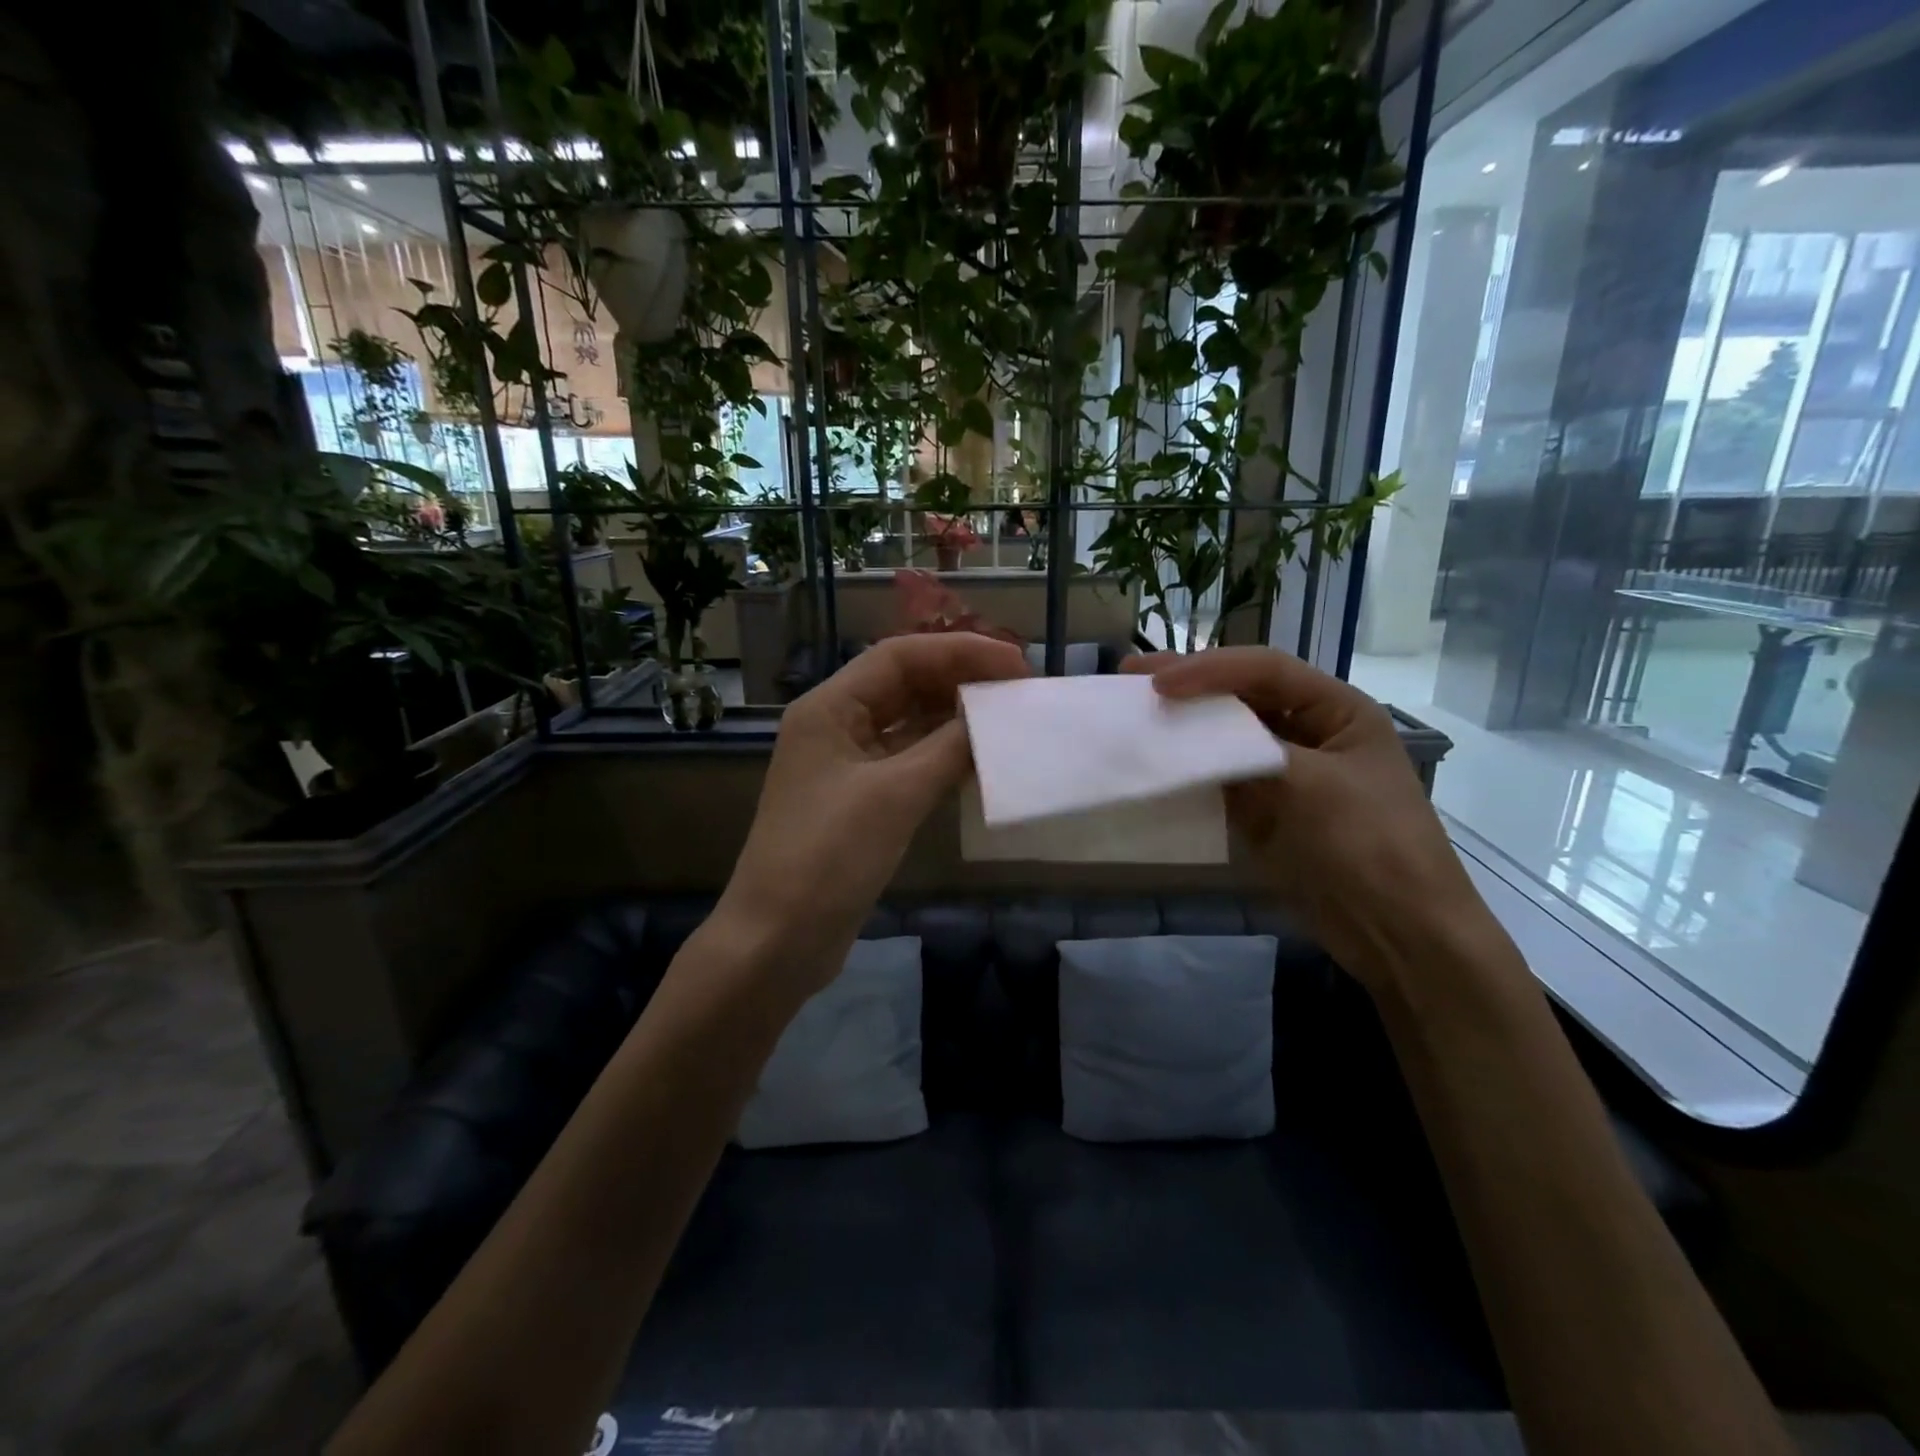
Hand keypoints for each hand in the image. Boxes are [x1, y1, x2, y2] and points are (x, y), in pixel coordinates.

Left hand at [720, 632, 1029, 988]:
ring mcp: (846, 766)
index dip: (959, 652)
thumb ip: (948, 747)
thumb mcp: (894, 795)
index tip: (1015, 665)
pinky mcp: (860, 802)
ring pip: (908, 724)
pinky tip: (980, 761)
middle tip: (1018, 691)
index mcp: (829, 708)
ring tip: (1007, 720)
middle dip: (959, 681)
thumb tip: (993, 718)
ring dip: (954, 719)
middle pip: (904, 685)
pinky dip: (942, 757)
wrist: (778, 942)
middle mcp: (835, 727)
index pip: (899, 657)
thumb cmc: (828, 858)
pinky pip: (908, 762)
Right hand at [1124, 647, 1495, 996]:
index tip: (1156, 685)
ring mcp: (1286, 770)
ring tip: (1136, 713)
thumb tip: (1187, 737)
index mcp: (1337, 710)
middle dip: (1189, 684)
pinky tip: (1159, 762)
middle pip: (1243, 694)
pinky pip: (1222, 776)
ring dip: (1185, 724)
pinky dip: (1191, 767)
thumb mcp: (1310, 785)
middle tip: (1131, 677)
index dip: (1209, 669)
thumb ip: (1248, 751)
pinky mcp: (1267, 807)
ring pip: (1227, 734)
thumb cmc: (1368, 845)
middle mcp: (1310, 730)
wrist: (1396, 931)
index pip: (1266, 669)